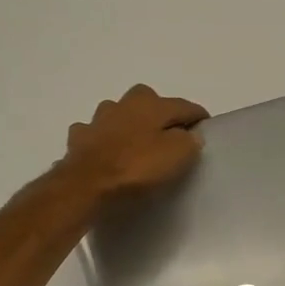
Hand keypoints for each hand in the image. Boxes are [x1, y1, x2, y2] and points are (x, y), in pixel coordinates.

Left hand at [62, 85, 207, 195]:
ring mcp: (97, 119)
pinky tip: (105, 151)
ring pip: (118, 113)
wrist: (86, 184)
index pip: (184, 105)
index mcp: (152, 103)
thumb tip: (190, 135)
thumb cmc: (137, 167)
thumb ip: (189, 141)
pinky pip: (95, 133)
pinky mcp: (78, 138)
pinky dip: (102, 139)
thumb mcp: (177, 155)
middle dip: (160, 113)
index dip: (198, 117)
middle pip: (149, 101)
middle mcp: (124, 103)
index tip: (206, 128)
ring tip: (136, 142)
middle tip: (169, 134)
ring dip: (128, 123)